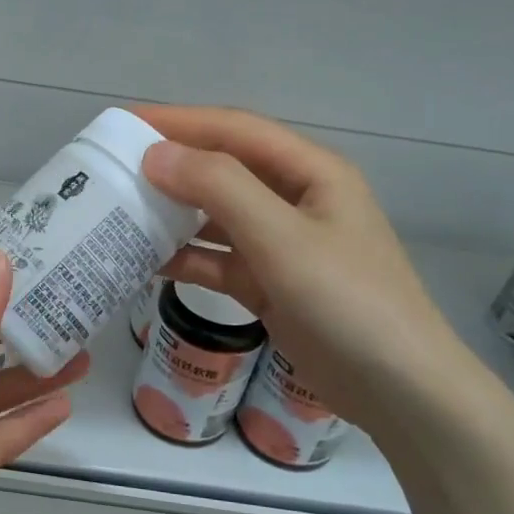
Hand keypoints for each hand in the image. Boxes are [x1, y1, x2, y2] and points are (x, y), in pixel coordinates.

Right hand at [136, 106, 489, 446]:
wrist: (400, 392)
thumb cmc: (348, 302)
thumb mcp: (283, 238)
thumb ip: (220, 189)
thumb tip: (155, 155)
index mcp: (310, 172)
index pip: (235, 130)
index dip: (178, 121)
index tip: (123, 123)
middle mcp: (296, 200)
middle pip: (223, 170)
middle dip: (171, 166)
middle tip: (113, 169)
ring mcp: (283, 245)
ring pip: (217, 216)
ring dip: (174, 213)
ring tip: (120, 212)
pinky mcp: (271, 285)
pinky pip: (219, 260)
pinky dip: (186, 258)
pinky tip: (146, 262)